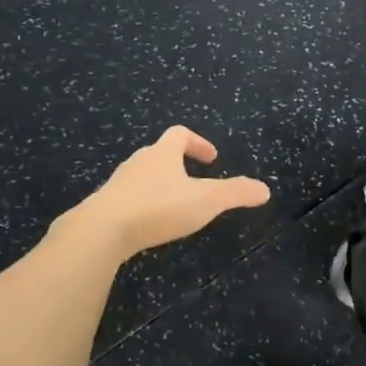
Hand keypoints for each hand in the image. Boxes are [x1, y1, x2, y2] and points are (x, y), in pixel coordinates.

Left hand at [64, 126, 270, 260]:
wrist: (100, 231)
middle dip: (178, 164)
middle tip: (195, 181)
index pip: (180, 134)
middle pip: (159, 153)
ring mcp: (118, 183)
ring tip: (174, 205)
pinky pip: (128, 198)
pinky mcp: (104, 206)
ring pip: (142, 176)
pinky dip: (142, 205)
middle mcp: (138, 162)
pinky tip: (148, 225)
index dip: (198, 142)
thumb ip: (236, 193)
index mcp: (163, 153)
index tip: (211, 158)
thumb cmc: (157, 207)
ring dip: (159, 184)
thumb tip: (265, 189)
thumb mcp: (206, 201)